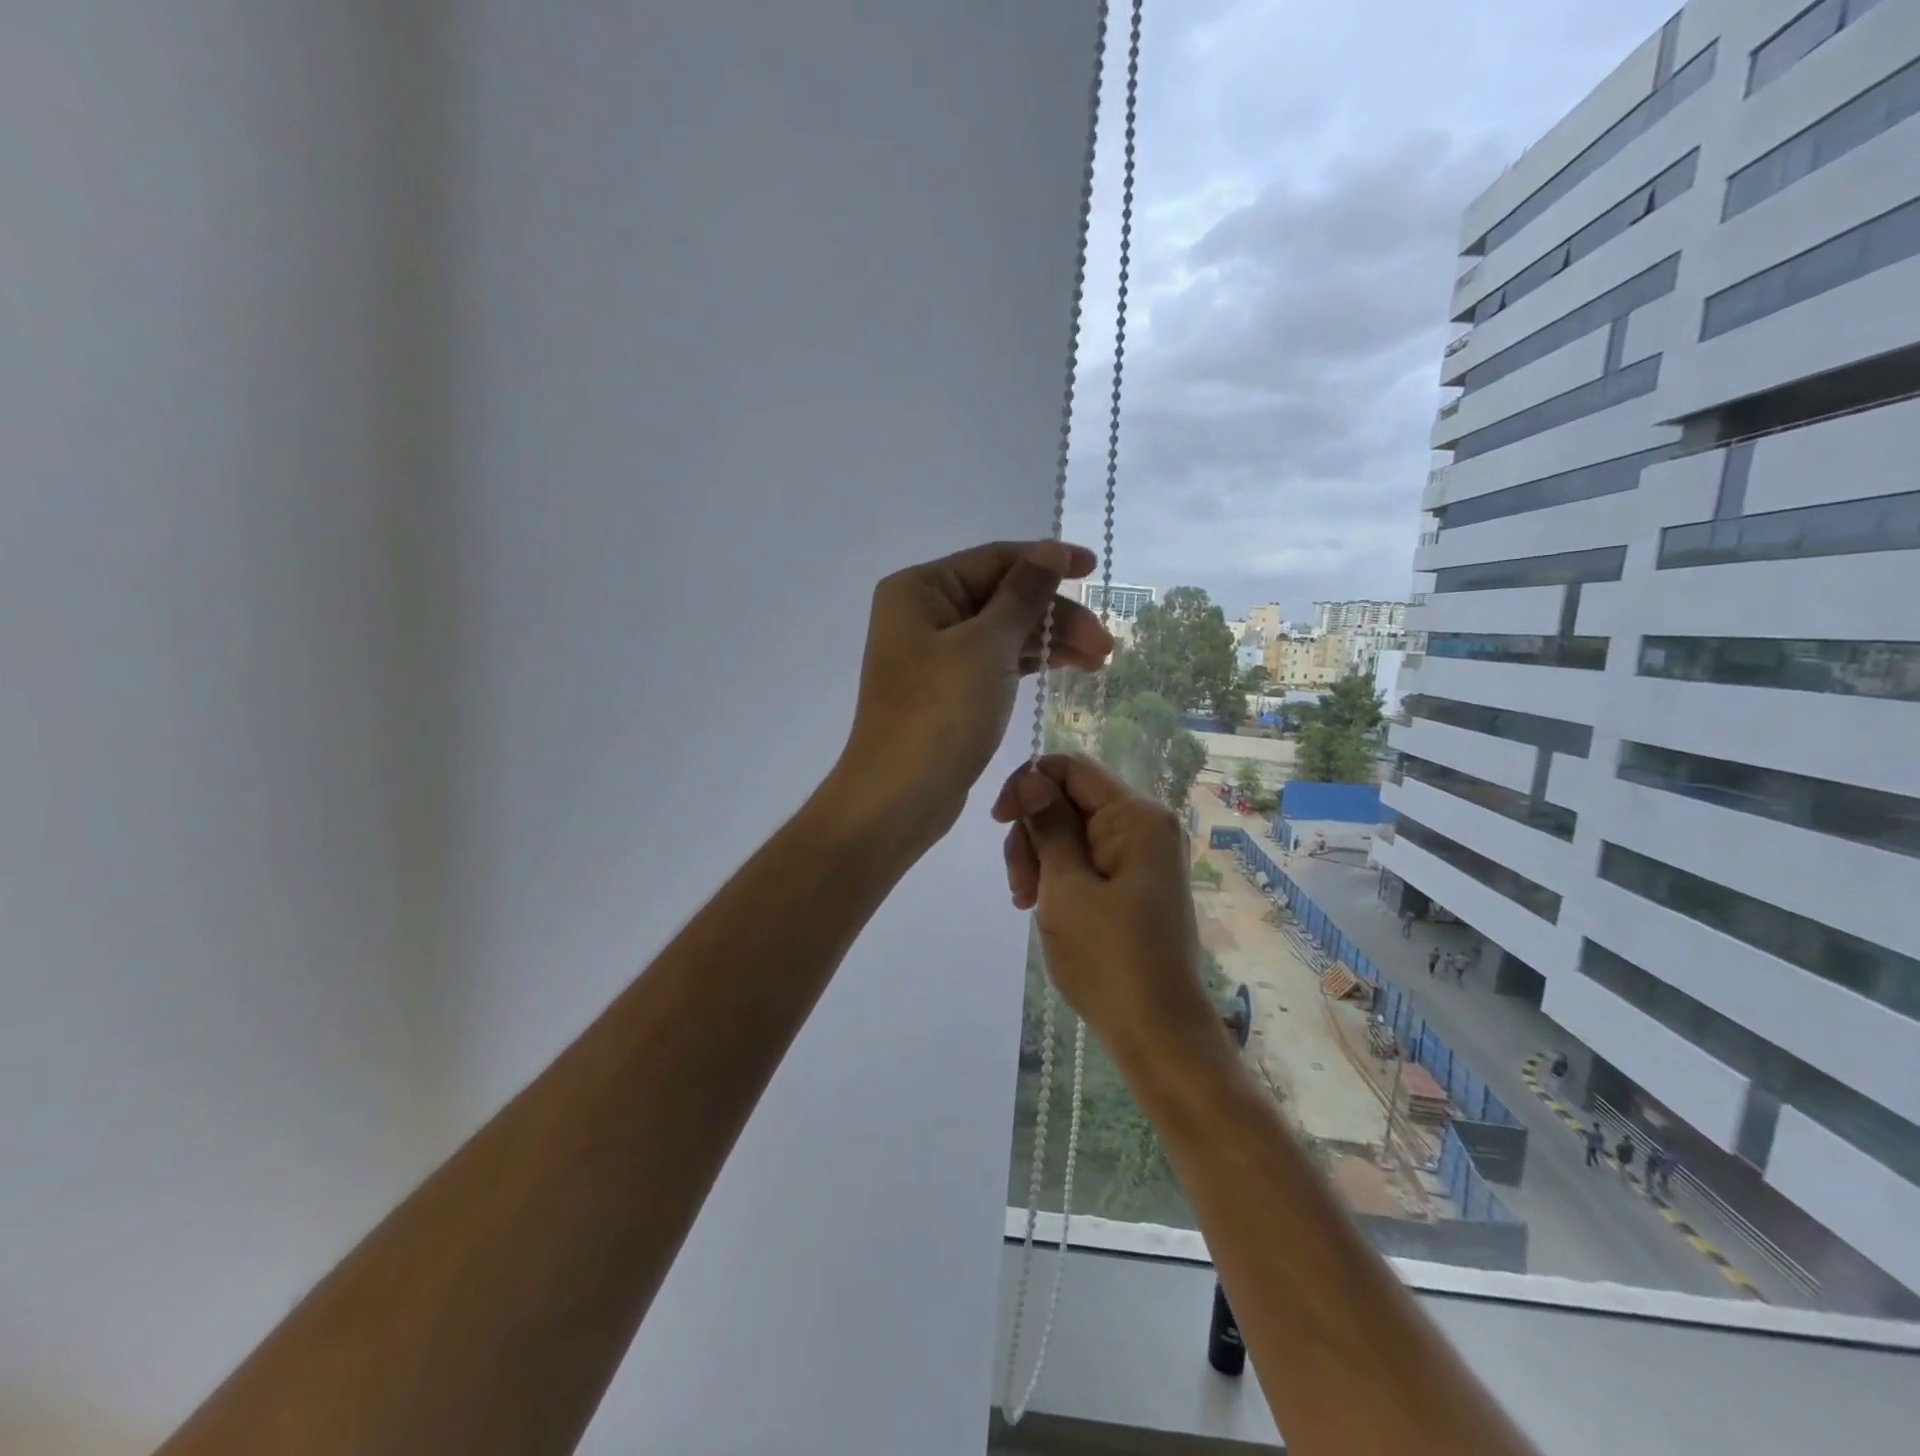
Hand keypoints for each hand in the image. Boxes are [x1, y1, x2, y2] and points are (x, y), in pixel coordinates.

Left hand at [833, 541, 1112, 845]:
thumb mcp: (987, 646)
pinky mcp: (948, 689)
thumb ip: (1024, 594)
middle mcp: (923, 613)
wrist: (900, 797)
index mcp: (920, 589)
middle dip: (1055, 615)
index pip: (994, 560)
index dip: (1047, 561)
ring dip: (1051, 641)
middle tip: (1105, 644)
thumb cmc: (940, 713)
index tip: (1094, 570)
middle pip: (1002, 597)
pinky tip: (1069, 668)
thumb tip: (1051, 549)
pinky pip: (996, 661)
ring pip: (1004, 632)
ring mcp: (934, 653)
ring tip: (1100, 661)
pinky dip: (1031, 663)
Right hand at [990, 755, 1215, 1054]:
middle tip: (1021, 886)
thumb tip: (1030, 777)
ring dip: (1040, 859)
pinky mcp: (1134, 882)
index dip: (1027, 784)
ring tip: (1028, 903)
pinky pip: (1086, 859)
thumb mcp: (1065, 887)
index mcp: (1136, 816)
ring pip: (1072, 831)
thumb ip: (1047, 825)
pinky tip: (1044, 907)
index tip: (999, 821)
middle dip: (1033, 833)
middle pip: (1069, 800)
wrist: (1157, 1032)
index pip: (1071, 768)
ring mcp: (1142, 856)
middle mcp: (1145, 825)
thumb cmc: (1108, 958)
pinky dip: (1059, 876)